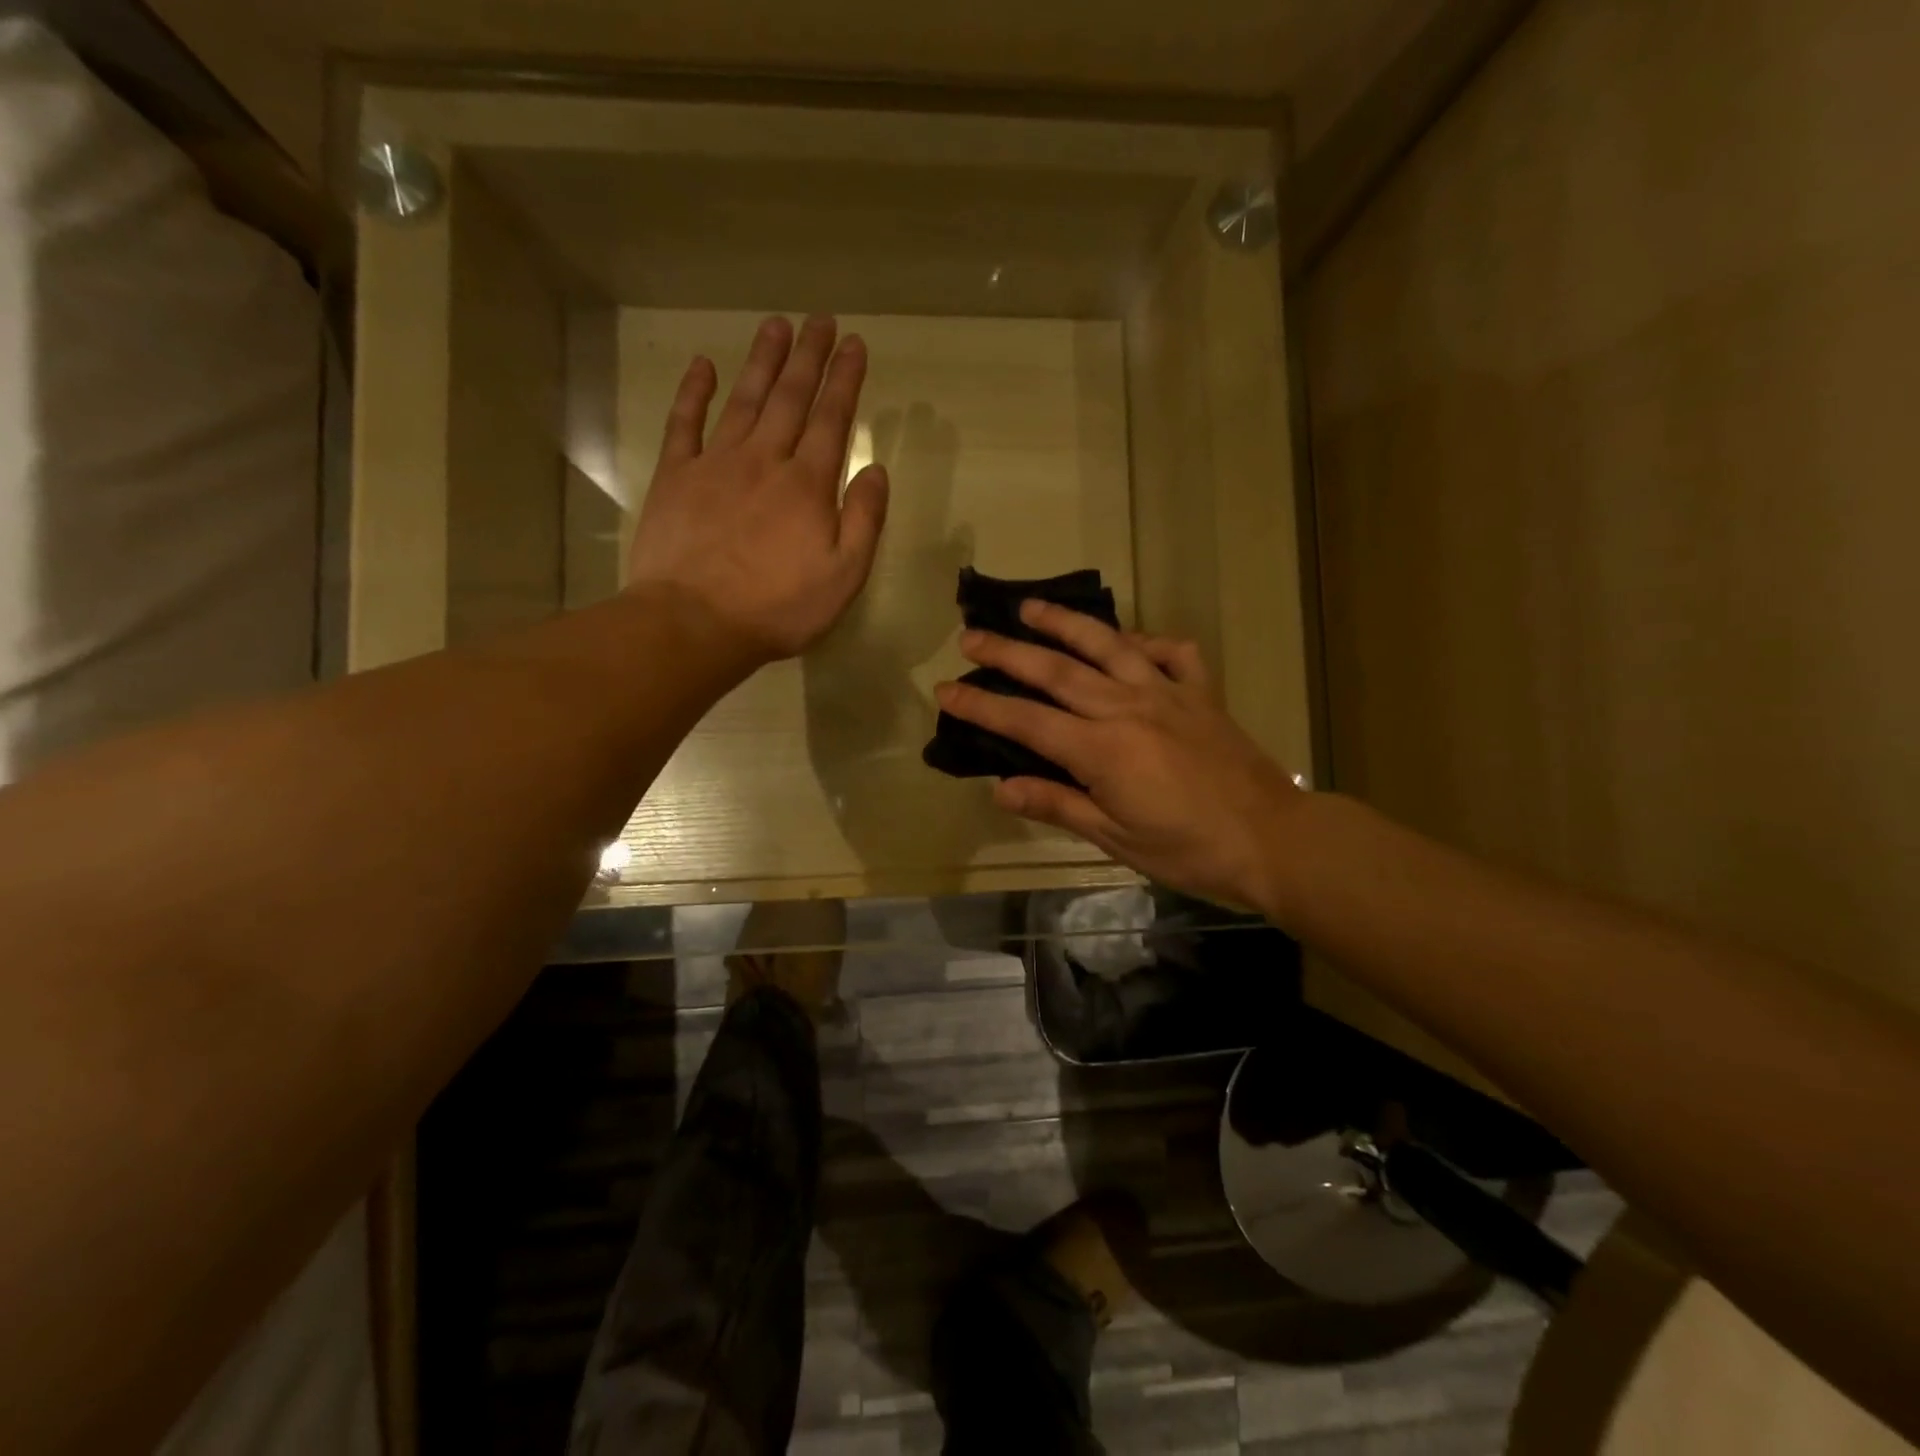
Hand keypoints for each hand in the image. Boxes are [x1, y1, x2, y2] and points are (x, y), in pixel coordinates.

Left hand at [625, 315, 889, 662]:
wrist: (695, 622)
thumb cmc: (778, 607)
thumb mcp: (844, 576)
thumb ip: (865, 520)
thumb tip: (876, 469)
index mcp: (808, 485)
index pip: (833, 419)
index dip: (845, 379)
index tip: (854, 344)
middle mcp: (764, 459)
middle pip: (790, 397)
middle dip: (809, 356)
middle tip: (819, 320)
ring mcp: (715, 463)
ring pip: (744, 399)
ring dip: (762, 361)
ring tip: (777, 326)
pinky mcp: (675, 477)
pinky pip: (685, 422)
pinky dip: (694, 391)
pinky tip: (703, 365)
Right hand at [934, 603, 1304, 911]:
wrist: (1273, 839)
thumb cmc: (1188, 850)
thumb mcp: (1115, 839)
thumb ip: (1058, 804)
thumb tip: (1000, 788)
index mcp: (1101, 749)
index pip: (1026, 721)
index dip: (981, 705)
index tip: (944, 688)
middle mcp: (1128, 707)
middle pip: (1057, 671)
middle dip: (1008, 651)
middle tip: (971, 635)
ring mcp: (1167, 693)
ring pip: (1108, 645)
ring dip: (1065, 623)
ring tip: (1031, 606)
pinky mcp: (1201, 693)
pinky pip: (1172, 653)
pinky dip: (1147, 641)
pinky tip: (1130, 641)